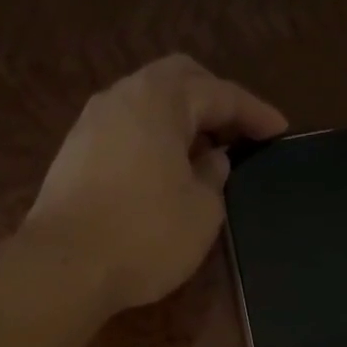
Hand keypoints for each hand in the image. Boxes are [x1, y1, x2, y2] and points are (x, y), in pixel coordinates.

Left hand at [22, 54, 285, 313]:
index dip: (254, 111)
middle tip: (239, 130)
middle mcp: (122, 97)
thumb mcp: (202, 212)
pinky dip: (153, 140)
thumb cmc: (145, 235)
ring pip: (146, 104)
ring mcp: (91, 123)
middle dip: (214, 100)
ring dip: (180, 120)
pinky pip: (125, 131)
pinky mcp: (74, 154)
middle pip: (177, 80)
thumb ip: (214, 177)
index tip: (280, 130)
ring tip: (204, 151)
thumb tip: (212, 159)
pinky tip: (165, 170)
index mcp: (160, 99)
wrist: (66, 266)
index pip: (219, 93)